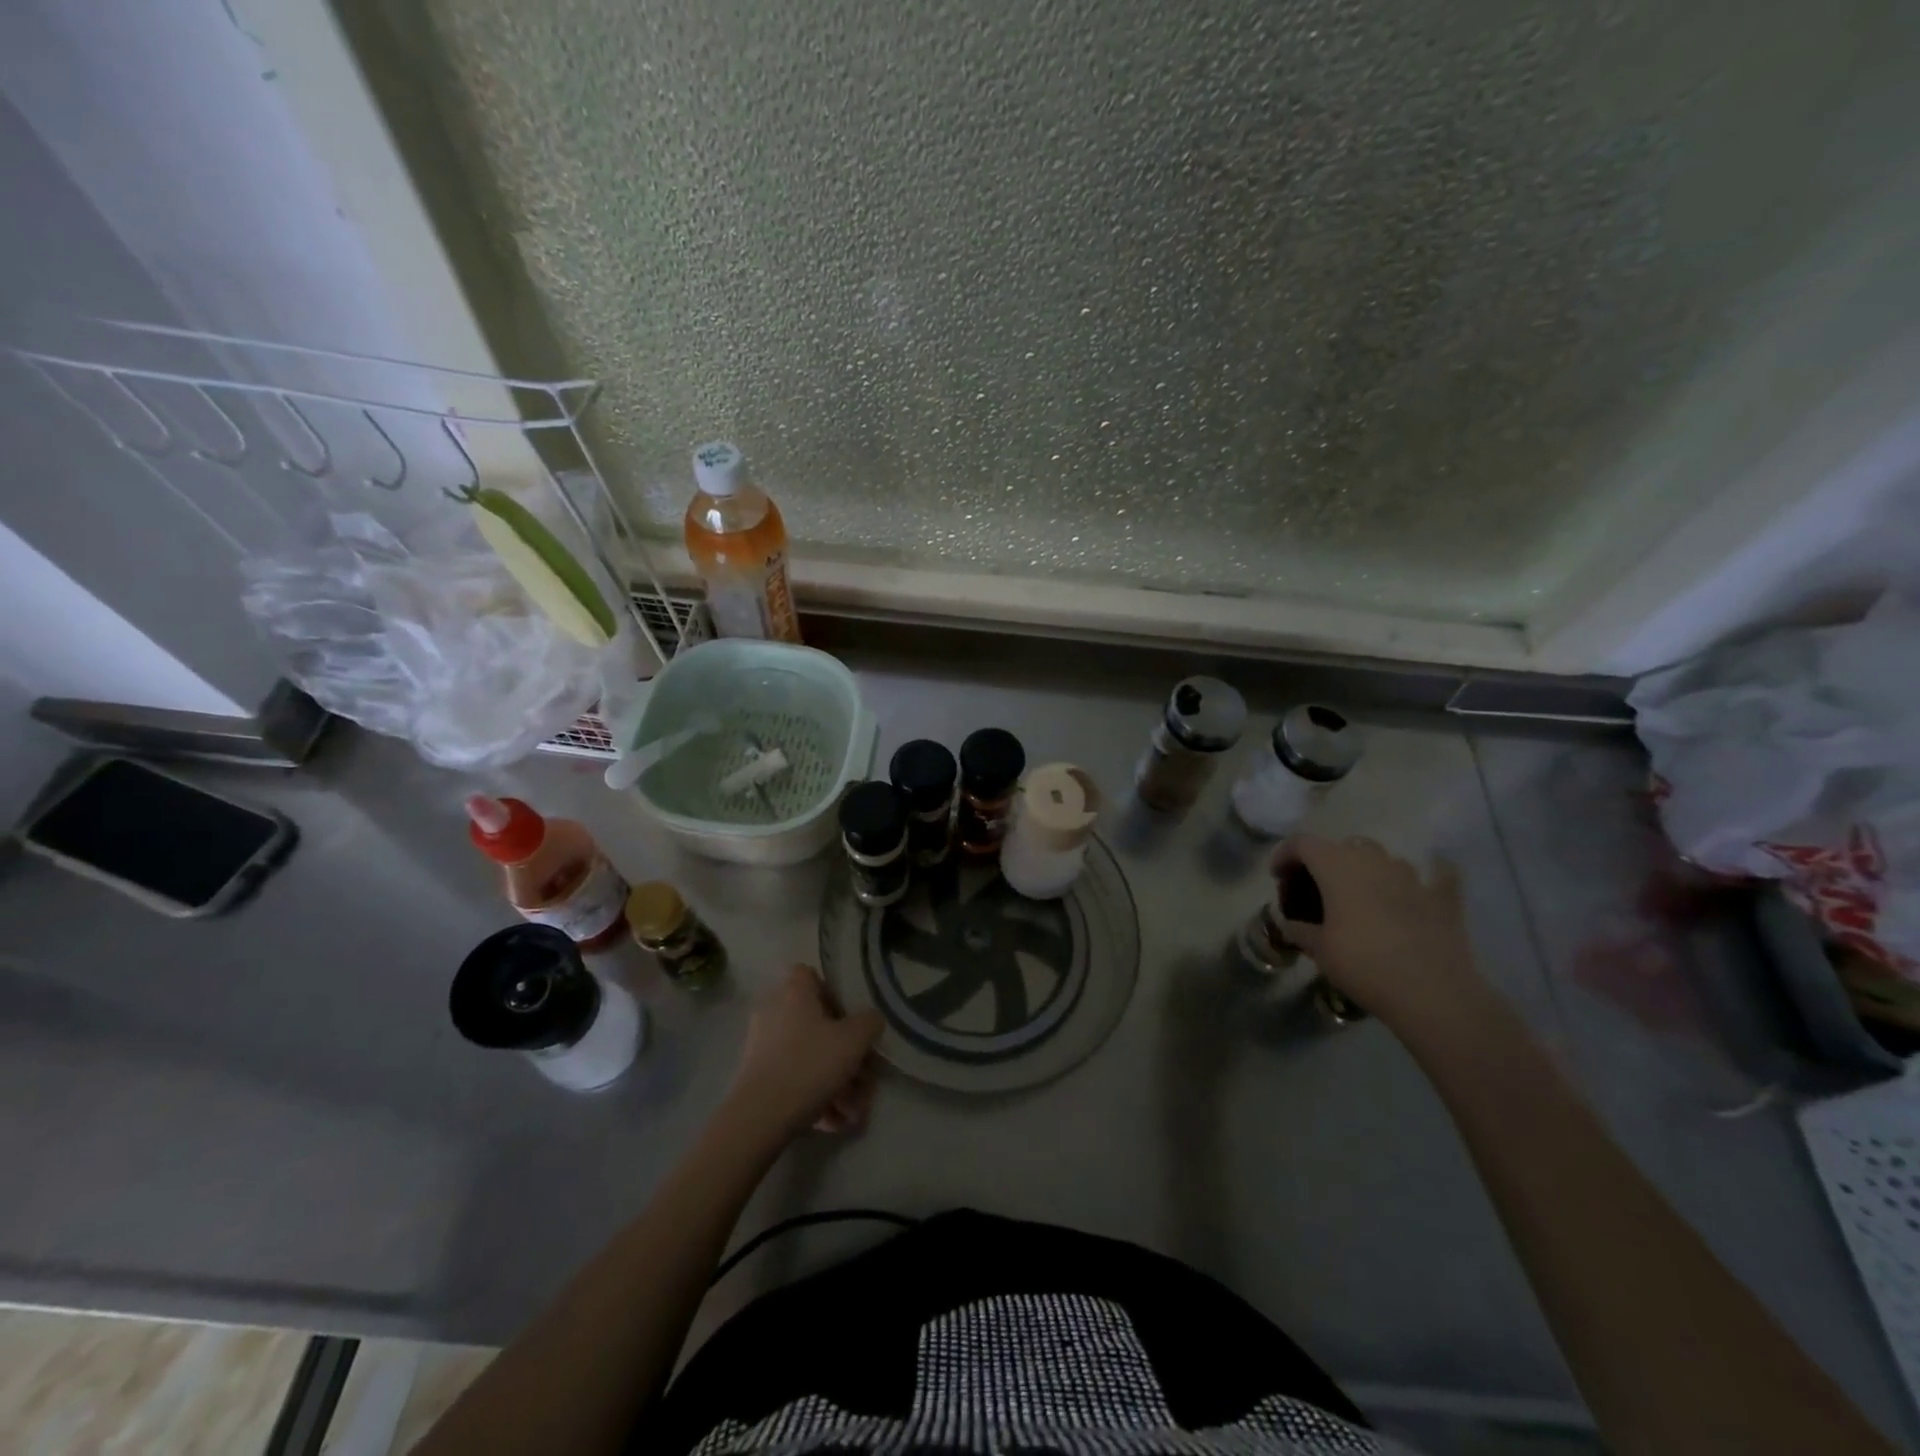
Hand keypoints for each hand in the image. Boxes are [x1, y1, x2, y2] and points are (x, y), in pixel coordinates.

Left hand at [726, 965, 883, 1142]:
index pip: (812, 975)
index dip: (834, 994)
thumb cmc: (810, 1064)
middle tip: (862, 1076)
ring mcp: (763, 1043)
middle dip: (843, 1052)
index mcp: (794, 992)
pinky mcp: (757, 1074)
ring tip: (852, 1111)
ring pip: (808, 1055)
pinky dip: (814, 1094)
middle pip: (815, 1022)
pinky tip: (833, 1120)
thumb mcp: (854, 1040)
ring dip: (834, 1080)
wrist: (760, 1116)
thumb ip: (870, 1022)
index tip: (851, 1021)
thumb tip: (870, 1020)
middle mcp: (774, 1010)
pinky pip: (794, 1077)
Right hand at [1274, 835, 1480, 1030]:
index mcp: (1336, 865)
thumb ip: (1299, 928)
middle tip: (1316, 891)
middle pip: (1340, 847)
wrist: (1433, 992)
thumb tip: (1290, 922)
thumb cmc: (1363, 964)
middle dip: (1324, 863)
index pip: (1302, 842)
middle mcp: (1373, 859)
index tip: (1278, 878)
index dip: (1285, 855)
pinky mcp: (1442, 896)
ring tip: (1358, 899)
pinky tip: (1415, 894)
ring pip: (1380, 859)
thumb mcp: (1318, 949)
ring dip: (1364, 871)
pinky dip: (1418, 881)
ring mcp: (1411, 874)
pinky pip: (1431, 876)